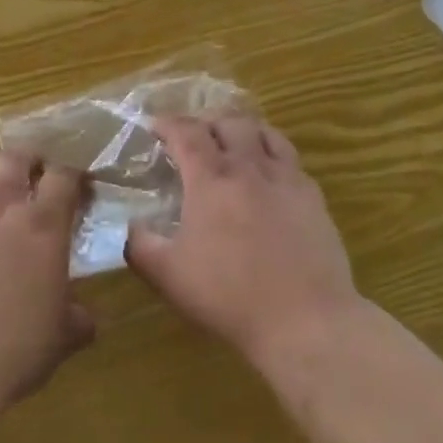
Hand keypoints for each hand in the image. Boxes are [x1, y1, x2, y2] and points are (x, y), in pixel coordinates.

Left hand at [0, 151, 95, 412]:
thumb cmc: (15, 351)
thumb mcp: (61, 338)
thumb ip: (76, 319)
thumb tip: (85, 319)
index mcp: (43, 226)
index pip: (63, 177)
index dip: (71, 174)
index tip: (77, 184)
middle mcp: (1, 209)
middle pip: (13, 159)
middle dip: (26, 159)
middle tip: (33, 174)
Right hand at [125, 114, 361, 370]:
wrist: (305, 320)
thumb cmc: (230, 296)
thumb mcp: (168, 275)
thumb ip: (140, 245)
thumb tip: (130, 226)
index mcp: (211, 179)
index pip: (186, 132)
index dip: (168, 123)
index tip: (155, 127)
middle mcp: (249, 167)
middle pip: (228, 122)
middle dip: (205, 122)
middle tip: (193, 137)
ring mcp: (286, 178)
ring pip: (264, 132)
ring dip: (242, 129)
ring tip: (232, 142)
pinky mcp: (313, 196)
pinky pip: (291, 158)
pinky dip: (272, 153)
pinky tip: (268, 174)